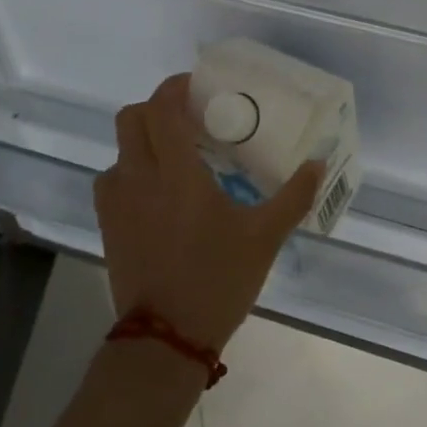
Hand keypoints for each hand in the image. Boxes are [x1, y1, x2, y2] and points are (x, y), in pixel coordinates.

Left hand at [96, 73, 321, 353]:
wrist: (166, 340)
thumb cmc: (217, 279)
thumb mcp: (264, 238)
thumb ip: (293, 196)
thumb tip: (318, 164)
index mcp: (176, 172)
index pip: (161, 108)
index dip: (175, 87)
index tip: (198, 86)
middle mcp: (139, 177)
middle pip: (130, 118)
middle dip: (156, 108)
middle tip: (189, 118)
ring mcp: (117, 203)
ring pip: (118, 150)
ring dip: (142, 141)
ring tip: (174, 155)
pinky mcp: (108, 227)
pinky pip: (112, 181)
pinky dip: (131, 172)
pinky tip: (157, 192)